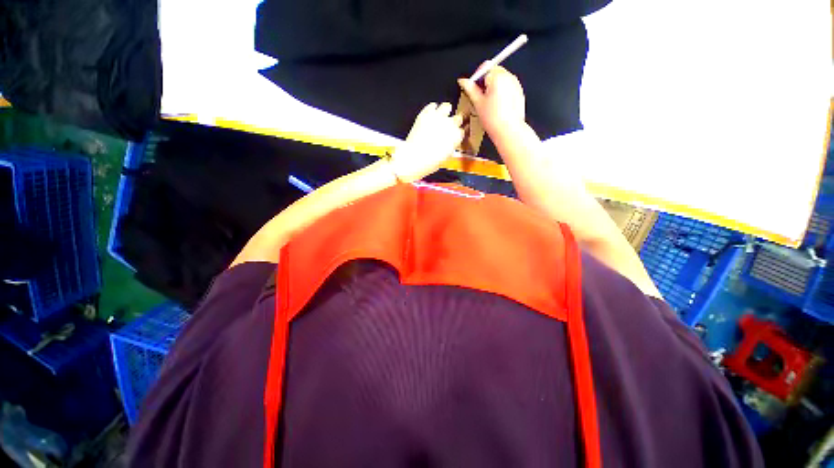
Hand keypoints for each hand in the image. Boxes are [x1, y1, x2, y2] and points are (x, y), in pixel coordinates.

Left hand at [389, 102, 463, 182]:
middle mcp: (450, 124)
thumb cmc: (429, 163)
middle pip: (458, 117)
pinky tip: (430, 115)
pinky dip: (432, 110)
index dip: (459, 132)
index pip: (464, 130)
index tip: (457, 133)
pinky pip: (432, 106)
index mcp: (456, 137)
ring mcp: (437, 117)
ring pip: (446, 106)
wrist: (413, 158)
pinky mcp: (425, 113)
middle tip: (450, 125)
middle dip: (455, 121)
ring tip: (440, 117)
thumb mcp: (445, 158)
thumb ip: (450, 146)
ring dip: (445, 112)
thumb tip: (450, 142)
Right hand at [458, 66, 525, 136]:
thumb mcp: (478, 103)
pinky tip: (497, 107)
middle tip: (479, 97)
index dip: (476, 77)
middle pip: (494, 71)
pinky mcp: (519, 92)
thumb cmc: (495, 119)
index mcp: (497, 77)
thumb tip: (463, 81)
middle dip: (485, 82)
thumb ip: (470, 89)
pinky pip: (508, 88)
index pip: (485, 67)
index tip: (473, 87)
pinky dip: (501, 93)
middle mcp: (508, 77)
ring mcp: (515, 84)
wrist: (508, 130)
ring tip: (489, 104)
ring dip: (493, 87)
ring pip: (501, 80)